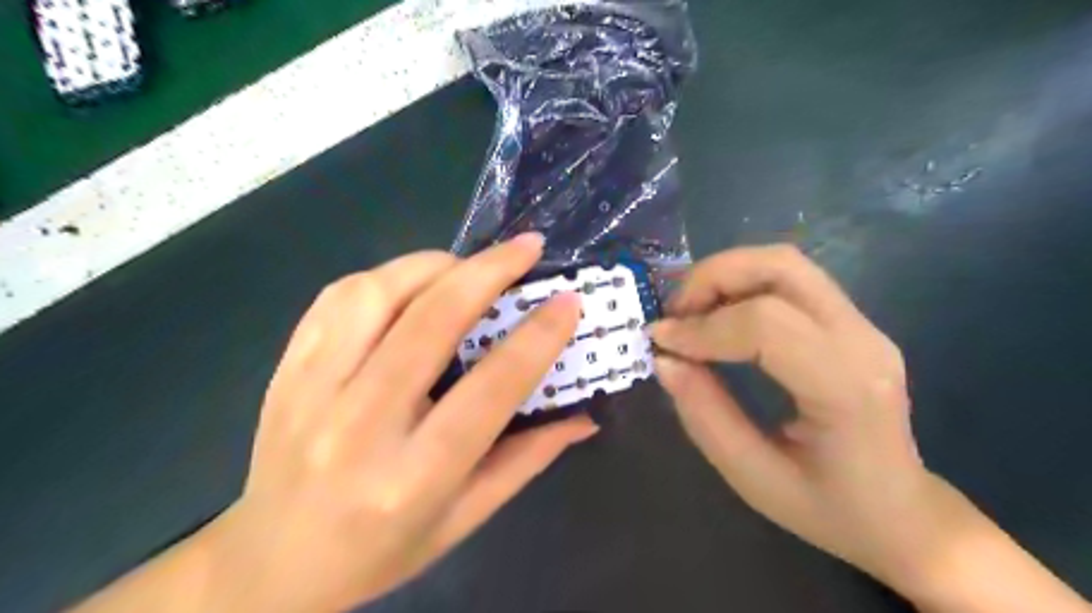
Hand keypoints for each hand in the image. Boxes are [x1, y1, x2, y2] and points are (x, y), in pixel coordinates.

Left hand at [194, 236, 593, 609]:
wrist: (271, 565)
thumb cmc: (381, 551)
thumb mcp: (465, 518)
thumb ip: (527, 459)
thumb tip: (584, 415)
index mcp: (413, 477)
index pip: (490, 390)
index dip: (537, 337)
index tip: (567, 301)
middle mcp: (359, 426)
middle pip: (431, 322)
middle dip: (489, 272)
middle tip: (527, 248)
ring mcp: (311, 391)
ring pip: (376, 294)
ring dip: (434, 266)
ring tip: (467, 267)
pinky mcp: (286, 370)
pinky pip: (336, 299)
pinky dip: (385, 277)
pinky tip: (411, 284)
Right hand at [647, 245, 980, 599]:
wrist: (903, 515)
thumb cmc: (830, 510)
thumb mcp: (754, 479)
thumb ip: (705, 416)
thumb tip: (664, 359)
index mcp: (847, 388)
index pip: (766, 324)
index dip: (703, 326)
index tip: (660, 341)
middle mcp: (863, 340)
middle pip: (781, 267)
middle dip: (712, 278)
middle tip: (674, 314)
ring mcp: (862, 325)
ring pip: (785, 263)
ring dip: (725, 275)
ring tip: (691, 312)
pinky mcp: (850, 322)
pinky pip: (789, 280)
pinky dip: (742, 284)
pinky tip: (719, 316)